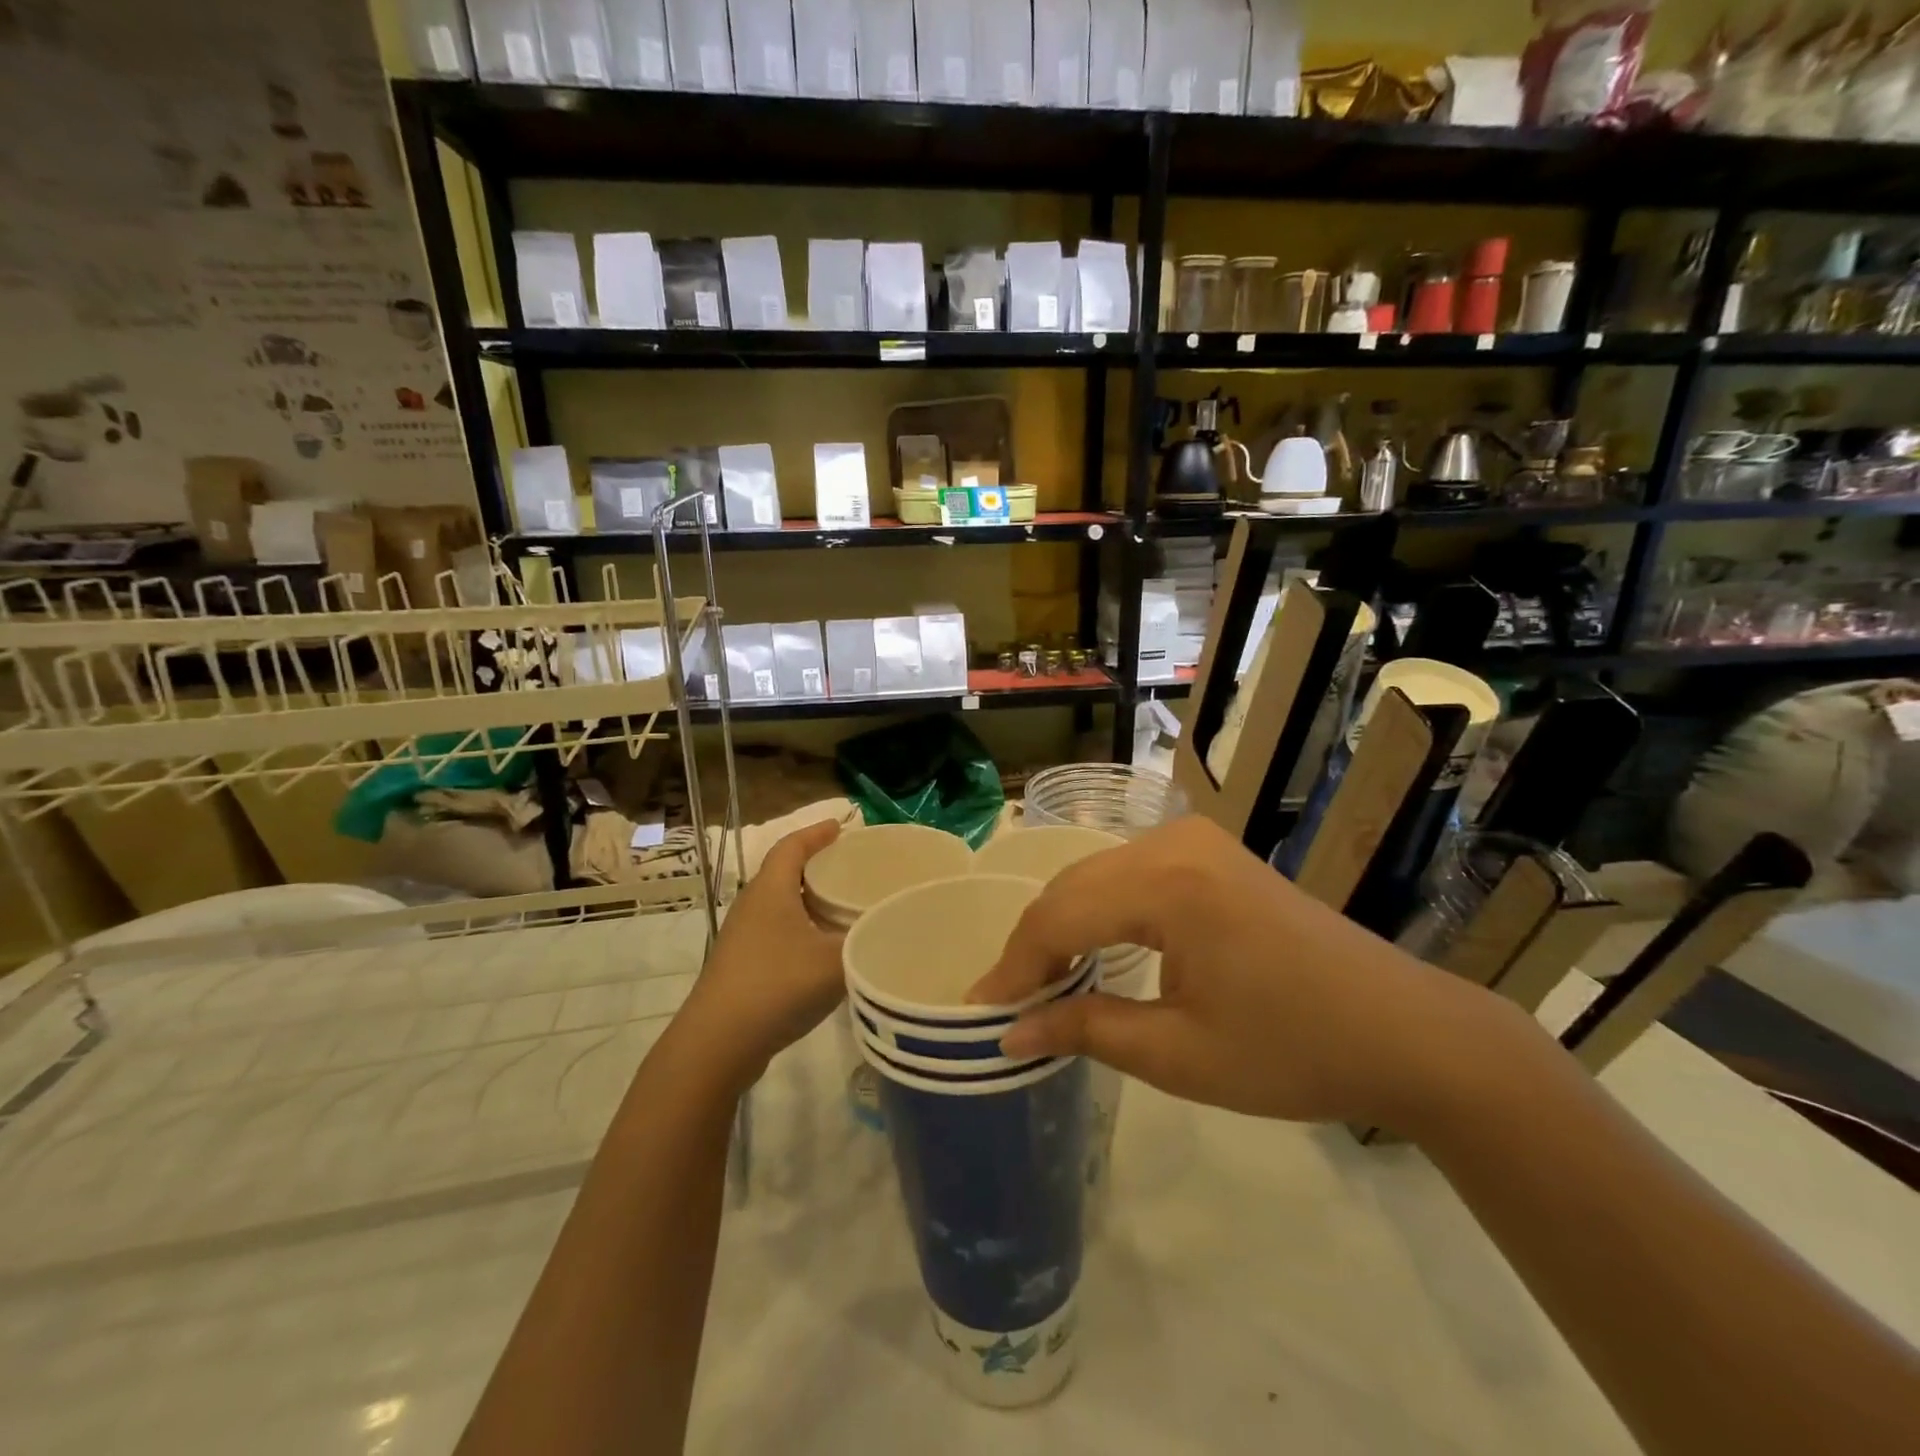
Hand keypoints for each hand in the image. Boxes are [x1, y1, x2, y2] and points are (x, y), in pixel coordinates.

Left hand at [675, 818, 846, 1092]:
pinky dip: (803, 927)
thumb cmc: (776, 986)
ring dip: (811, 899)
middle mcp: (753, 905)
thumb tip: (891, 925)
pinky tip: (824, 949)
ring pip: (782, 904)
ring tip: (845, 905)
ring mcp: (743, 936)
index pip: (792, 846)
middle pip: (786, 872)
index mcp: (771, 890)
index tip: (842, 826)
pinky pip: (778, 930)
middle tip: (854, 867)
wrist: (717, 1044)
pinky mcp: (742, 964)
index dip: (817, 832)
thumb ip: (868, 940)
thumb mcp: (834, 961)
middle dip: (819, 864)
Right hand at [971, 816, 1508, 1131]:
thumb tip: (1010, 1032)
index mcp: (1169, 883)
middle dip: (1034, 945)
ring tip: (1040, 984)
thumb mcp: (1179, 1055)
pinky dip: (1100, 912)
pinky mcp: (1211, 853)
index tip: (979, 1012)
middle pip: (1073, 887)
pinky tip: (1091, 950)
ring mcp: (1196, 841)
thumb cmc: (1294, 1051)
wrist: (1406, 1031)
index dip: (1014, 966)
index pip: (1059, 916)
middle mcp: (1174, 842)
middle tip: (1006, 1004)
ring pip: (1097, 876)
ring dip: (1064, 926)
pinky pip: (1130, 875)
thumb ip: (1086, 1030)